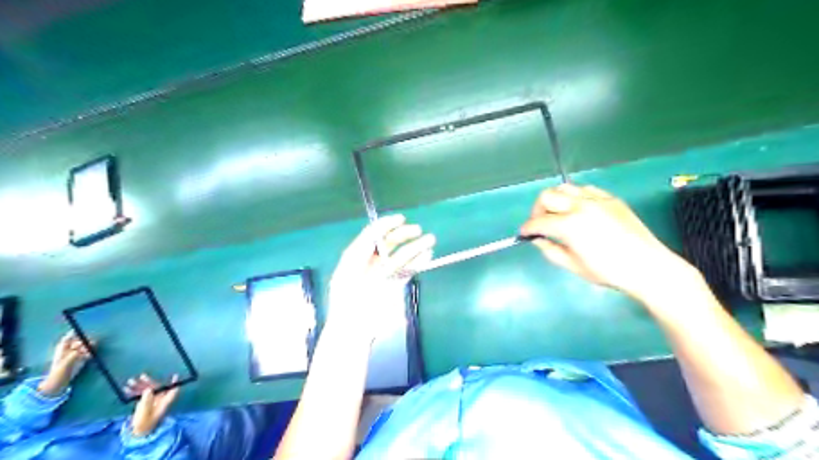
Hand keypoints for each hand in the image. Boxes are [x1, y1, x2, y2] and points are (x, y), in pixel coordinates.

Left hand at [36, 332, 90, 397]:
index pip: (68, 338)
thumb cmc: (58, 373)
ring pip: (85, 345)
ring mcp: (76, 354)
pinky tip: (90, 356)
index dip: (74, 334)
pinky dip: (91, 352)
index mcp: (61, 349)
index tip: (81, 332)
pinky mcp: (81, 358)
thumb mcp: (66, 363)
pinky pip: (89, 351)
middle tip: (87, 346)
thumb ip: (75, 354)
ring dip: (89, 347)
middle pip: (79, 340)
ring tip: (88, 353)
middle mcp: (69, 350)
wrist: (58, 383)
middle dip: (84, 342)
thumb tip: (85, 346)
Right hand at [125, 376, 178, 435]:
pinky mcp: (144, 404)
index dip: (174, 384)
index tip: (175, 375)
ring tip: (130, 382)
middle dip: (149, 382)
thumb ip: (146, 400)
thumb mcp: (145, 413)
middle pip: (157, 388)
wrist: (137, 434)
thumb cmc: (144, 424)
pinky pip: (141, 395)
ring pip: (148, 390)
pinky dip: (134, 392)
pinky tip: (126, 390)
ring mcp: (152, 401)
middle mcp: (160, 400)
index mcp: (164, 402)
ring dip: (139, 386)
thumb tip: (148, 389)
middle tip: (141, 377)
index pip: (172, 391)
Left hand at [329, 214, 438, 339]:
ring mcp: (384, 273)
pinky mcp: (394, 285)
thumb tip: (375, 235)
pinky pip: (408, 270)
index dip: (386, 225)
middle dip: (404, 235)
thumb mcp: (348, 275)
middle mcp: (371, 261)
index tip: (401, 219)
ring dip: (416, 247)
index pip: (372, 235)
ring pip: (401, 255)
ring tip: (430, 241)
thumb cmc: (347, 303)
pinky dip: (418, 263)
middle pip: (389, 242)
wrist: (353, 331)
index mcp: (356, 256)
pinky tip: (427, 256)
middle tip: (419, 231)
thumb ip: (360, 254)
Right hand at [521, 182, 684, 300]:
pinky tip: (579, 209)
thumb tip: (538, 240)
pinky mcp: (610, 199)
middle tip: (540, 223)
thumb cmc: (608, 271)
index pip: (539, 221)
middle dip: (537, 209)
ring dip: (555, 200)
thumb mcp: (574, 266)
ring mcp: (597, 199)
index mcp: (569, 225)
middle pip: (547, 196)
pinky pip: (585, 190)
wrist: (647, 266)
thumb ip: (551, 251)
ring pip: (565, 188)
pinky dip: (575, 197)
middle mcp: (580, 206)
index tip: (524, 234)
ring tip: (558, 214)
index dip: (527, 228)